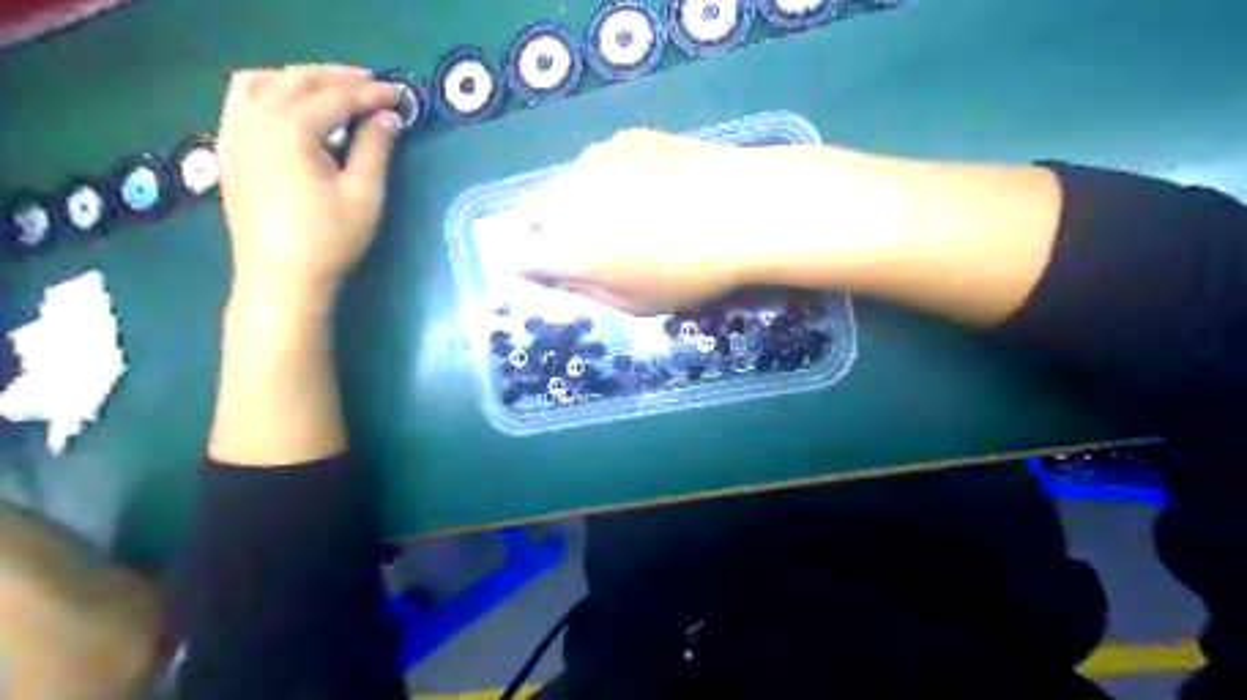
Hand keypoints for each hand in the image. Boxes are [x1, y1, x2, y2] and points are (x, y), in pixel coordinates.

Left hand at [219, 62, 401, 309]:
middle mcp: (255, 119)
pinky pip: (242, 101)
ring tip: (330, 90)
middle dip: (338, 78)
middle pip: (297, 80)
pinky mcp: (229, 150)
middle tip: (372, 84)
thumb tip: (388, 117)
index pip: (336, 97)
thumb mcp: (363, 194)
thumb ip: (375, 148)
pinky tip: (289, 108)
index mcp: (289, 128)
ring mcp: (234, 133)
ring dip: (300, 79)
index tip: (400, 94)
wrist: (280, 278)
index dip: (371, 94)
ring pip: (263, 82)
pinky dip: (269, 92)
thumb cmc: (328, 239)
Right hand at [499, 129, 782, 314]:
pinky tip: (651, 187)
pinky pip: (599, 163)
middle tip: (581, 244)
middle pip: (531, 213)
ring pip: (565, 184)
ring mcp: (593, 161)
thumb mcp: (635, 302)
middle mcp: (566, 199)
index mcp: (565, 248)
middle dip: (543, 231)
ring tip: (623, 213)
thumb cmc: (688, 272)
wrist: (740, 209)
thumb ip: (588, 289)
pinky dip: (609, 178)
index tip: (550, 272)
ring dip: (576, 202)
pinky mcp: (623, 139)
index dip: (531, 267)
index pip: (519, 257)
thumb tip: (562, 275)